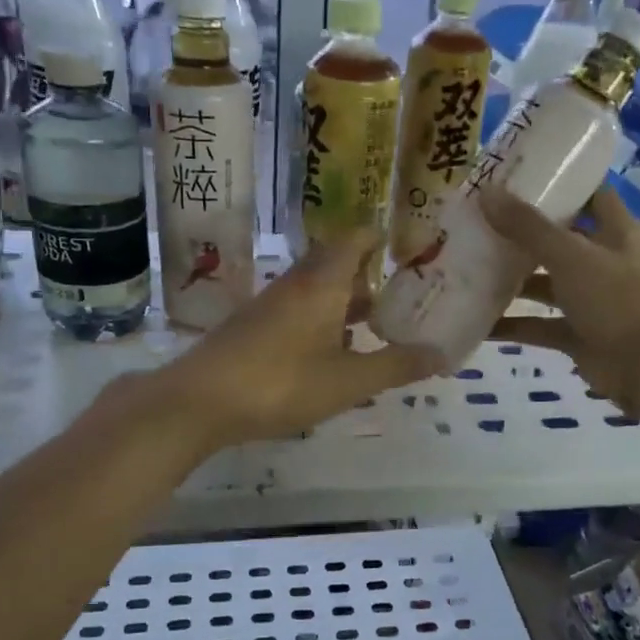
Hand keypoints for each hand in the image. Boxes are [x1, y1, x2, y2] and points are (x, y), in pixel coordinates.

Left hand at [155, 230, 443, 451]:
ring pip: (314, 290)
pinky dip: (321, 321)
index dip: (380, 237)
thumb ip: (395, 366)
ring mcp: (268, 306)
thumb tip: (442, 354)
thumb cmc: (281, 383)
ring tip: (374, 325)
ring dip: (343, 301)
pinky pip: (296, 312)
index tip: (406, 248)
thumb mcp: (348, 380)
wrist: (198, 402)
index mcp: (322, 283)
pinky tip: (330, 353)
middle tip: (400, 292)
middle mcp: (295, 284)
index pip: (354, 238)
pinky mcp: (251, 329)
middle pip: (334, 263)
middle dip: (367, 274)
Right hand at [483, 185, 639, 411]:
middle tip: (478, 221)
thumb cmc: (617, 299)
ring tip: (470, 268)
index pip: (589, 194)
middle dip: (522, 233)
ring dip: (513, 280)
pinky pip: (540, 325)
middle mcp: (604, 262)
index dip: (559, 182)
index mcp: (615, 232)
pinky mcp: (578, 334)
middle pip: (559, 240)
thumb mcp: (570, 256)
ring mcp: (591, 300)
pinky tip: (478, 322)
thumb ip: (528, 227)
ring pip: (546, 284)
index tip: (516, 175)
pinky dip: (513, 325)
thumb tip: (486, 192)